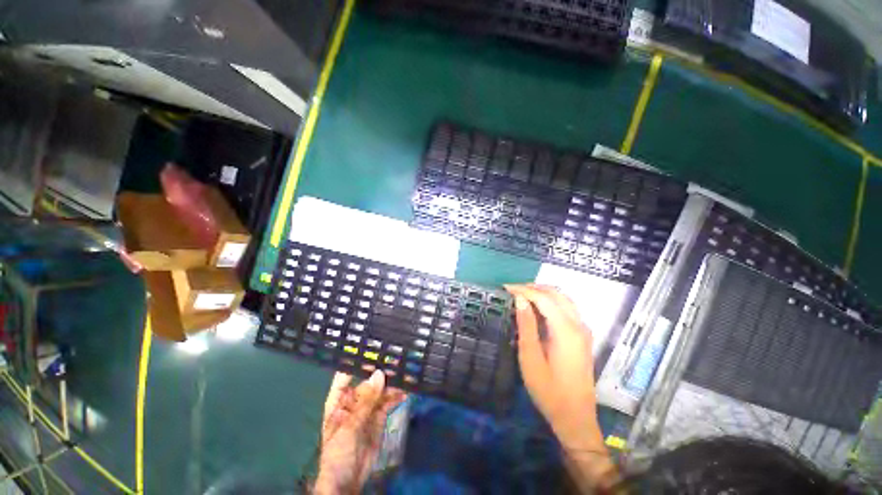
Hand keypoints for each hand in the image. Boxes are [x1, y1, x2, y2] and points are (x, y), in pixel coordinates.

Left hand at [314, 371, 406, 493]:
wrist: (348, 482)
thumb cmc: (338, 453)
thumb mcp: (350, 426)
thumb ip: (366, 400)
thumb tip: (379, 374)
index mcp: (339, 400)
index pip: (346, 374)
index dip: (357, 361)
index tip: (373, 348)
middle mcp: (354, 400)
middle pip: (368, 380)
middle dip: (381, 371)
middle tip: (396, 359)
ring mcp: (367, 408)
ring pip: (380, 390)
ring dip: (392, 383)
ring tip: (405, 373)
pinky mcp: (379, 417)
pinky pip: (388, 402)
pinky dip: (396, 397)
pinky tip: (405, 392)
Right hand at [505, 284, 615, 490]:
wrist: (575, 418)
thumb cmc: (549, 391)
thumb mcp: (531, 358)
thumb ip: (526, 325)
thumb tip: (520, 299)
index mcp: (566, 330)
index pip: (543, 298)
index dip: (523, 290)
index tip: (504, 288)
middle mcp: (578, 324)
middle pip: (556, 293)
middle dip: (532, 287)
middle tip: (511, 291)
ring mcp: (583, 330)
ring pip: (563, 299)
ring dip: (542, 292)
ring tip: (521, 295)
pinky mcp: (582, 336)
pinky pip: (566, 308)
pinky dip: (550, 301)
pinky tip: (537, 307)